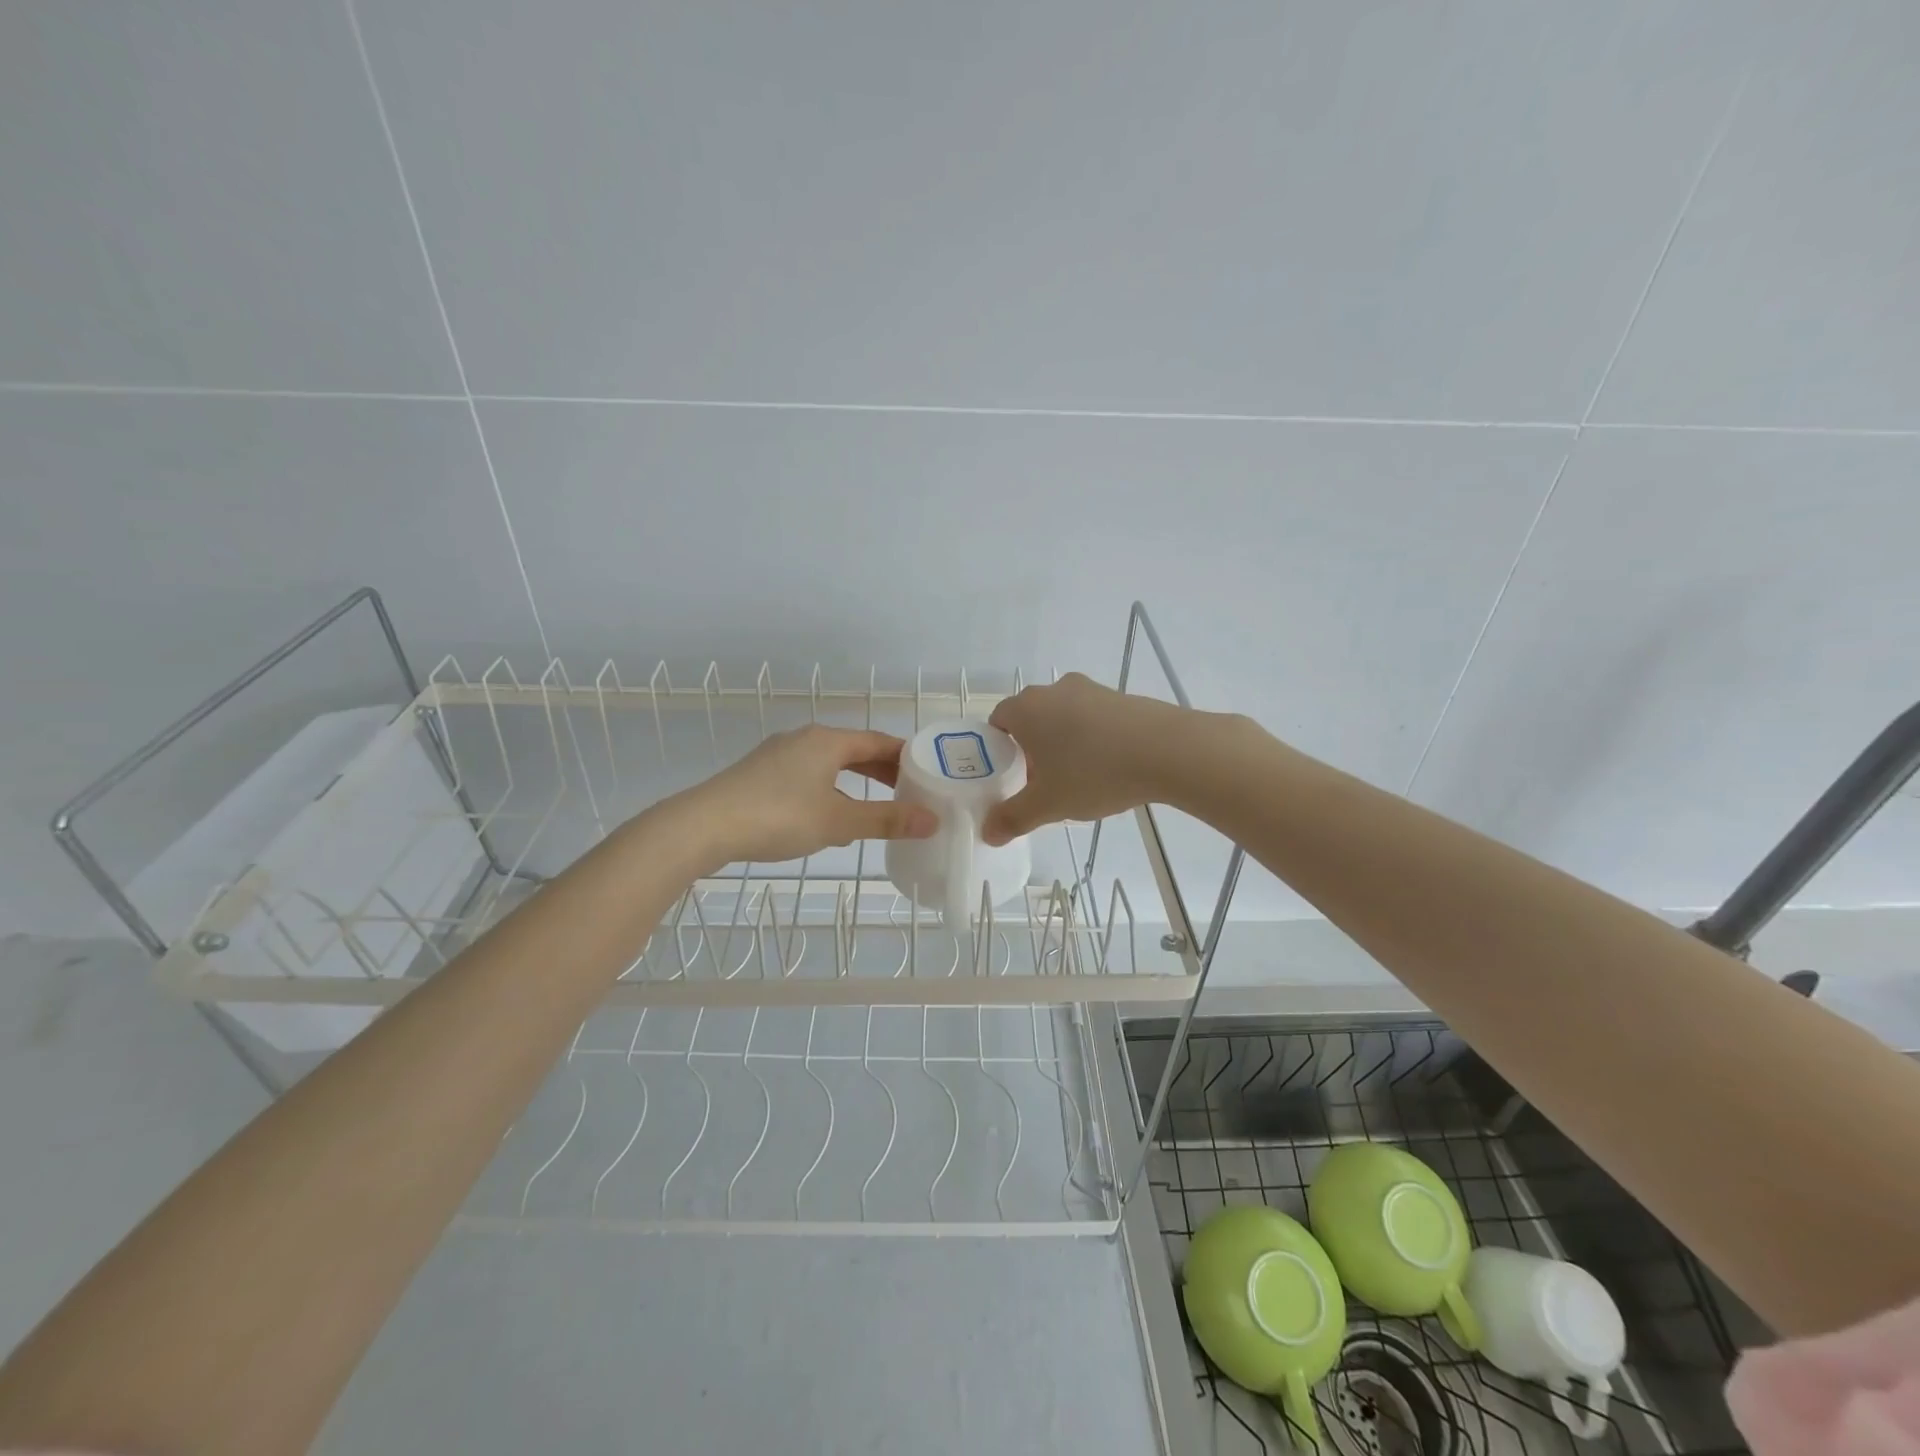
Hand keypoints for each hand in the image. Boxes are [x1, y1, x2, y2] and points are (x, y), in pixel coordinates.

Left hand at [675, 725, 937, 867]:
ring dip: (855, 782)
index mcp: (828, 741)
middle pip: (854, 750)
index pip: (879, 742)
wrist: (703, 826)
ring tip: (876, 806)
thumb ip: (886, 820)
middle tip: (910, 793)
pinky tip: (829, 816)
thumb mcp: (838, 821)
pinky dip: (830, 790)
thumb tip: (932, 819)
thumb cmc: (778, 816)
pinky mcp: (760, 774)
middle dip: (883, 771)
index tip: (929, 774)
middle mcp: (804, 739)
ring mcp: (778, 755)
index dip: (906, 757)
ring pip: (829, 764)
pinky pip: (808, 775)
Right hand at [982, 673, 1189, 844]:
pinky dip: (1093, 739)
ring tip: (1079, 779)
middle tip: (1043, 784)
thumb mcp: (1048, 805)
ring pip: (1063, 718)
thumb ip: (1012, 818)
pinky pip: (1093, 718)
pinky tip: (1109, 768)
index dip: (998, 751)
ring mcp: (1090, 690)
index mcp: (1027, 708)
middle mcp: (1054, 690)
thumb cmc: (1094, 772)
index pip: (997, 722)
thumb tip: (988, 833)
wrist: (1167, 750)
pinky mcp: (1121, 697)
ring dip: (1064, 744)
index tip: (1011, 778)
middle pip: (1031, 719)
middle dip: (1032, 750)